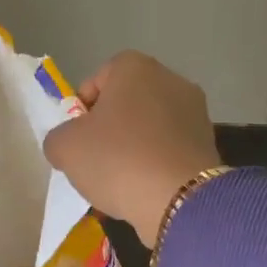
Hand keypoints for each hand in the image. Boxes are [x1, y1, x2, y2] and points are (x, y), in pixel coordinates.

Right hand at [43, 52, 221, 245]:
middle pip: (127, 104)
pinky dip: (156, 166)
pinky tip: (144, 191)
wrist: (178, 199)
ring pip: (150, 130)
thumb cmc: (117, 159)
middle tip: (95, 161)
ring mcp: (195, 112)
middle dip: (110, 130)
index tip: (76, 139)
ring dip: (134, 150)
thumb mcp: (65, 147)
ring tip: (120, 182)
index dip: (81, 109)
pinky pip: (169, 152)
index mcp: (135, 67)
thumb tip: (68, 143)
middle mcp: (171, 80)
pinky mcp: (208, 145)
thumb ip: (59, 137)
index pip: (98, 79)